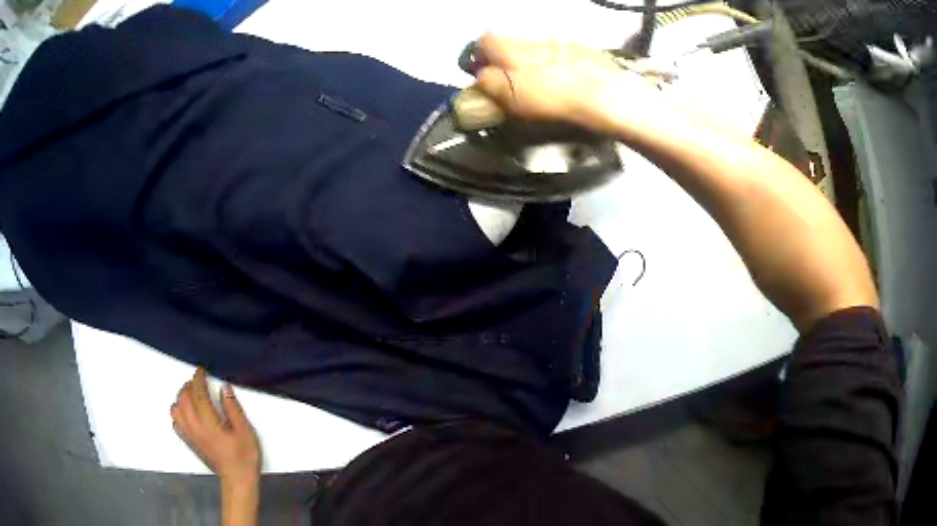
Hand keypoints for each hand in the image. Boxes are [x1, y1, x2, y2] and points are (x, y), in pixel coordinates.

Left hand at [171, 367, 261, 486]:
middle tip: (199, 381)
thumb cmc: (244, 457)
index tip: (201, 369)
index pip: (198, 394)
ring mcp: (190, 435)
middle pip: (184, 399)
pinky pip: (176, 422)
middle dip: (189, 385)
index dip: (198, 379)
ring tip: (192, 394)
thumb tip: (224, 388)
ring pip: (176, 409)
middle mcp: (195, 427)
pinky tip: (187, 412)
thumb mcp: (246, 432)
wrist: (238, 480)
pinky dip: (178, 412)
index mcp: (209, 424)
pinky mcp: (189, 442)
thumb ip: (234, 409)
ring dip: (182, 397)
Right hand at [472, 33, 667, 134]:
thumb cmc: (556, 100)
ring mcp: (559, 42)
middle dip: (505, 60)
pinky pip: (557, 52)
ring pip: (533, 47)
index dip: (480, 58)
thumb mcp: (513, 98)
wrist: (607, 97)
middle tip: (512, 84)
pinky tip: (564, 80)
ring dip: (530, 61)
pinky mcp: (581, 50)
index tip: (485, 76)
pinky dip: (554, 63)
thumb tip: (481, 76)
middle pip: (509, 42)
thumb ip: (489, 83)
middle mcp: (534, 39)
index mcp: (512, 49)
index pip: (483, 41)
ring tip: (542, 84)